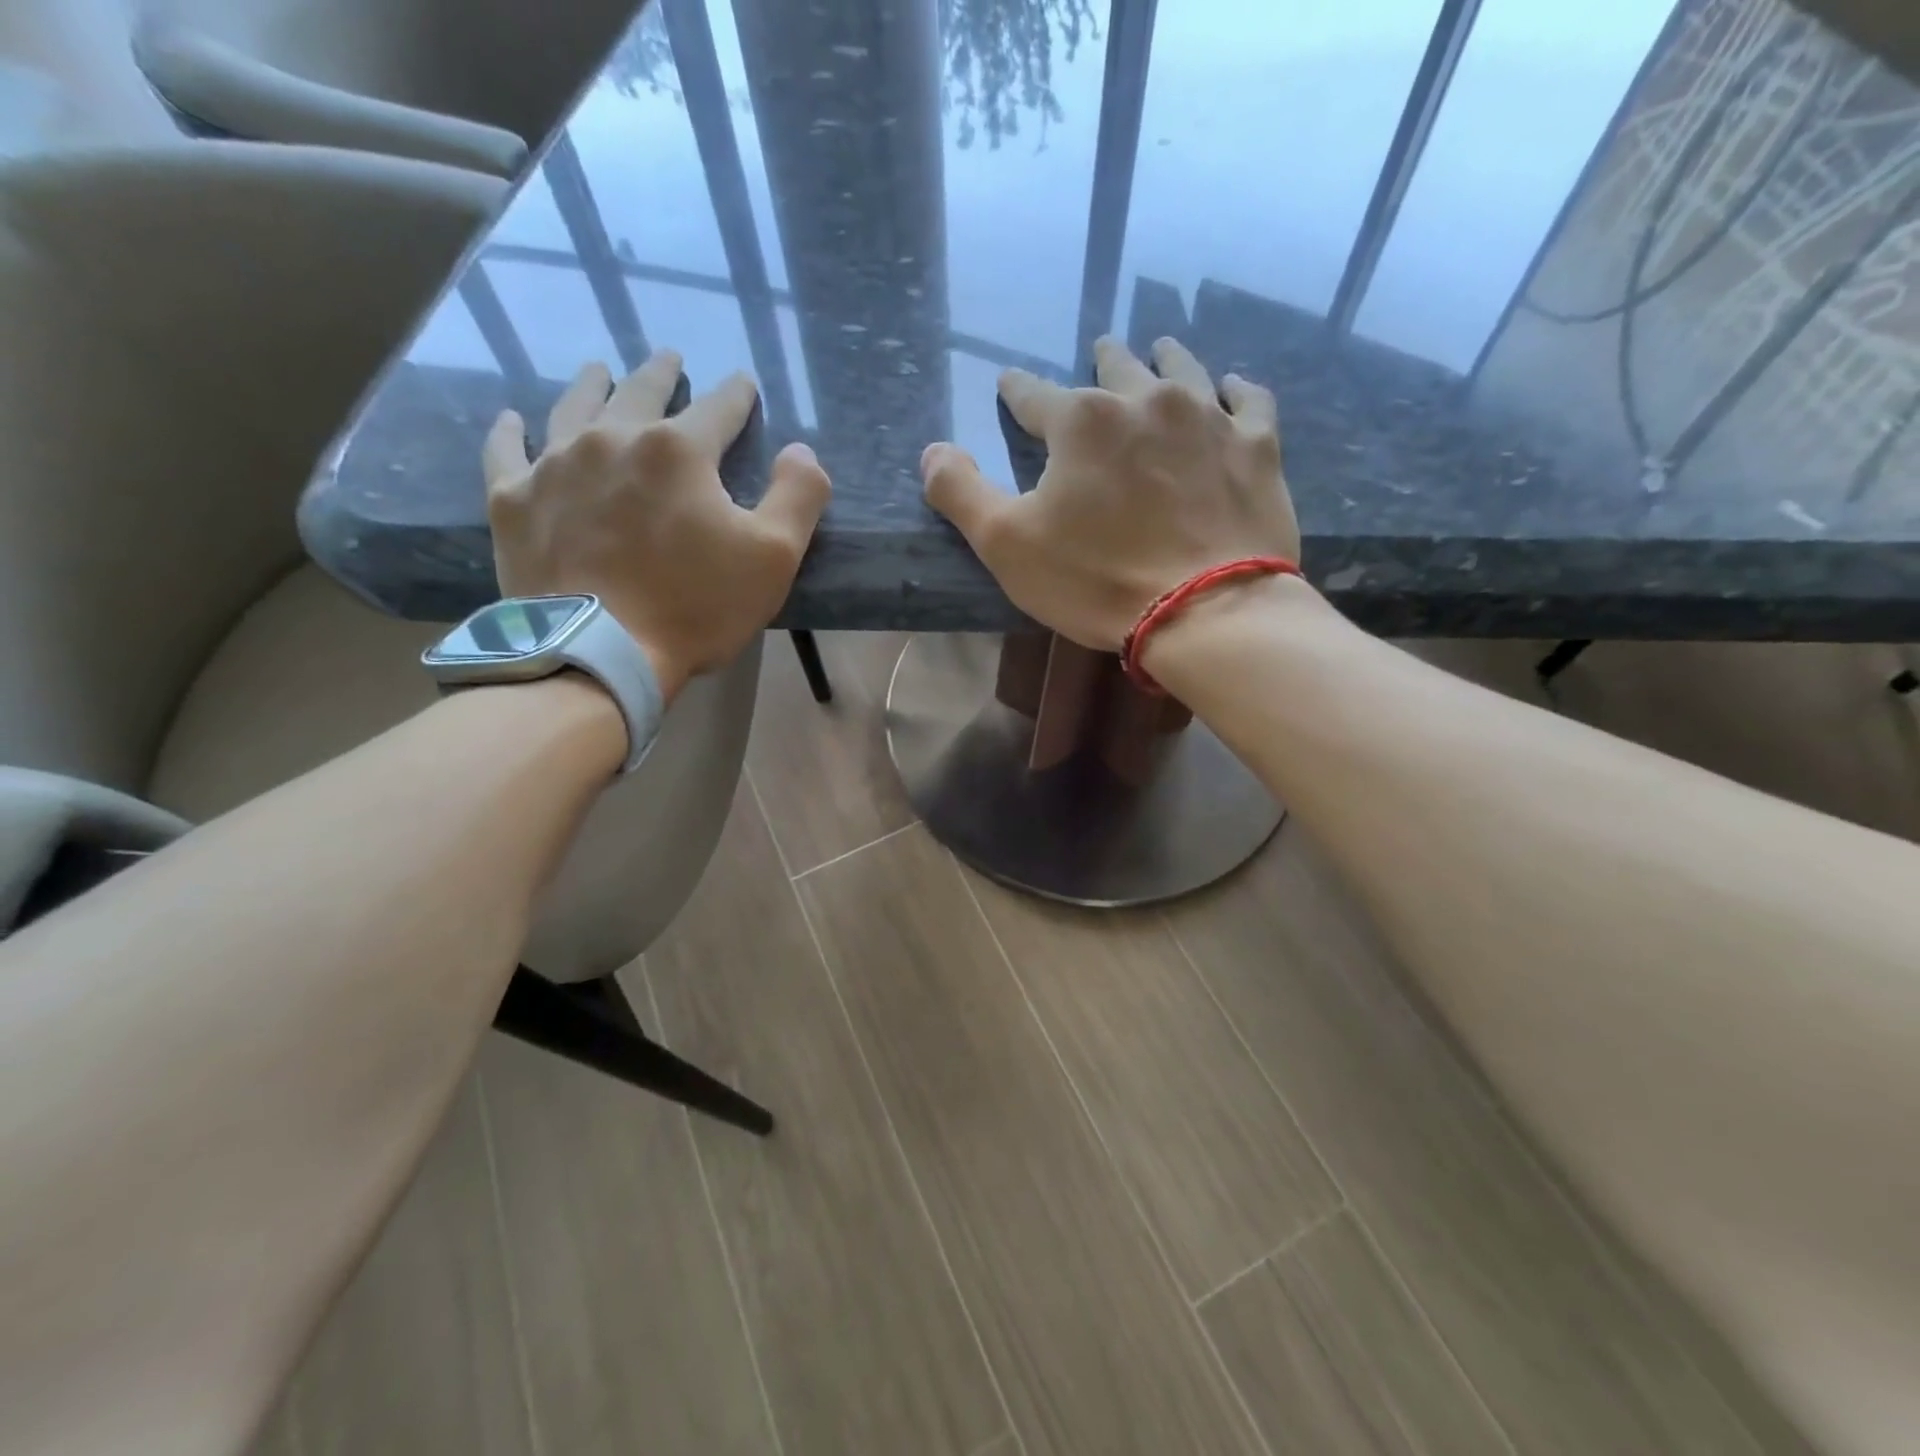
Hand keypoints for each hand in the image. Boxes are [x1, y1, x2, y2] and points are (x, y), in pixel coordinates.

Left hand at [483, 351, 830, 700]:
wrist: (599, 654)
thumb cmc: (695, 606)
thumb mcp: (774, 557)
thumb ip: (798, 496)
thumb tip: (802, 451)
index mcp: (679, 450)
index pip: (718, 408)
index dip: (736, 394)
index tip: (743, 383)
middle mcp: (613, 439)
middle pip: (641, 392)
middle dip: (661, 373)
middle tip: (669, 359)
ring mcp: (555, 466)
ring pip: (574, 407)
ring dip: (592, 385)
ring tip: (599, 370)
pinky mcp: (514, 501)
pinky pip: (507, 451)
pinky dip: (511, 431)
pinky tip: (513, 419)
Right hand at [921, 336, 1297, 651]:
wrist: (1206, 612)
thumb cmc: (1097, 580)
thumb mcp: (1006, 545)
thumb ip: (960, 493)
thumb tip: (932, 451)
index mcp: (1080, 421)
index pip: (1033, 396)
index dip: (1017, 391)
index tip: (1010, 385)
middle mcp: (1144, 400)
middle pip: (1115, 368)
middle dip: (1101, 363)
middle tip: (1099, 353)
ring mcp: (1208, 418)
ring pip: (1182, 370)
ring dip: (1163, 359)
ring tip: (1158, 350)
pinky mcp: (1256, 447)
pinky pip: (1248, 400)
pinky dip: (1235, 390)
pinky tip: (1230, 387)